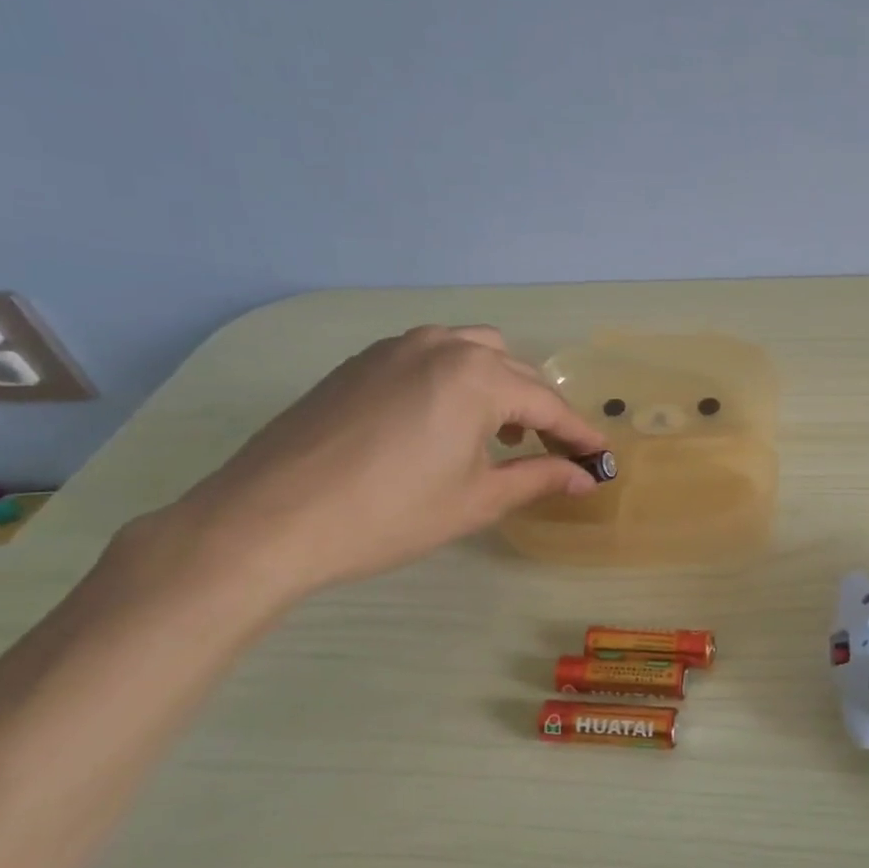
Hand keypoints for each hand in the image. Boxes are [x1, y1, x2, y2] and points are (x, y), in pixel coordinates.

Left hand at [163, 326, 605, 599]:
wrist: (267, 521)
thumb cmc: (387, 515)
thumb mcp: (475, 501)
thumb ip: (538, 480)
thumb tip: (585, 479)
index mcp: (477, 377)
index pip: (547, 405)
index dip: (579, 434)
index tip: (601, 456)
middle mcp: (441, 346)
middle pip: (514, 372)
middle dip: (541, 411)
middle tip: (552, 454)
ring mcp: (395, 348)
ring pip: (472, 352)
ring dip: (500, 387)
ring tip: (499, 434)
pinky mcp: (360, 362)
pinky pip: (430, 357)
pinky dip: (456, 381)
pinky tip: (444, 423)